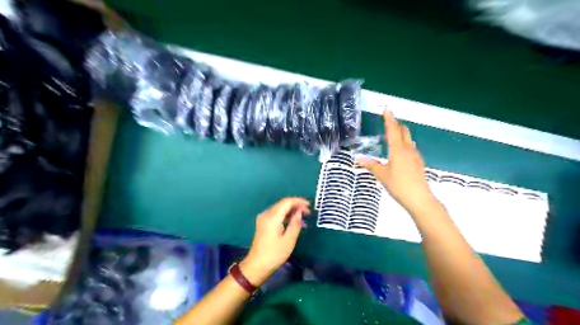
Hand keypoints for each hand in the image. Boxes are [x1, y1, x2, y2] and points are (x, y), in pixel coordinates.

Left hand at [240, 197, 311, 285]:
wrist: (256, 266)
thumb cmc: (274, 254)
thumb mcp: (288, 240)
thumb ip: (295, 223)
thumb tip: (300, 212)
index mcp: (272, 217)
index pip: (287, 202)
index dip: (299, 201)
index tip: (309, 206)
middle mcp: (266, 214)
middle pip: (283, 204)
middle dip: (296, 206)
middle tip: (308, 212)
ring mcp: (263, 219)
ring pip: (280, 209)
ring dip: (292, 211)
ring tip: (304, 219)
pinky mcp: (263, 224)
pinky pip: (276, 215)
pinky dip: (286, 216)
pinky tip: (294, 223)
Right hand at [359, 110, 434, 214]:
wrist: (419, 198)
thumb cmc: (398, 185)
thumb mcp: (382, 175)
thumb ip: (371, 165)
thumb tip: (358, 159)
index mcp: (398, 149)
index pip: (393, 129)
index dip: (389, 119)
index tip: (386, 109)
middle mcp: (408, 149)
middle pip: (404, 131)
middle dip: (396, 124)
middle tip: (387, 123)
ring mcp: (415, 155)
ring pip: (408, 138)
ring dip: (400, 134)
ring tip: (391, 136)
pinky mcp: (418, 162)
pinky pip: (411, 147)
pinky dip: (404, 143)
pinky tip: (399, 152)